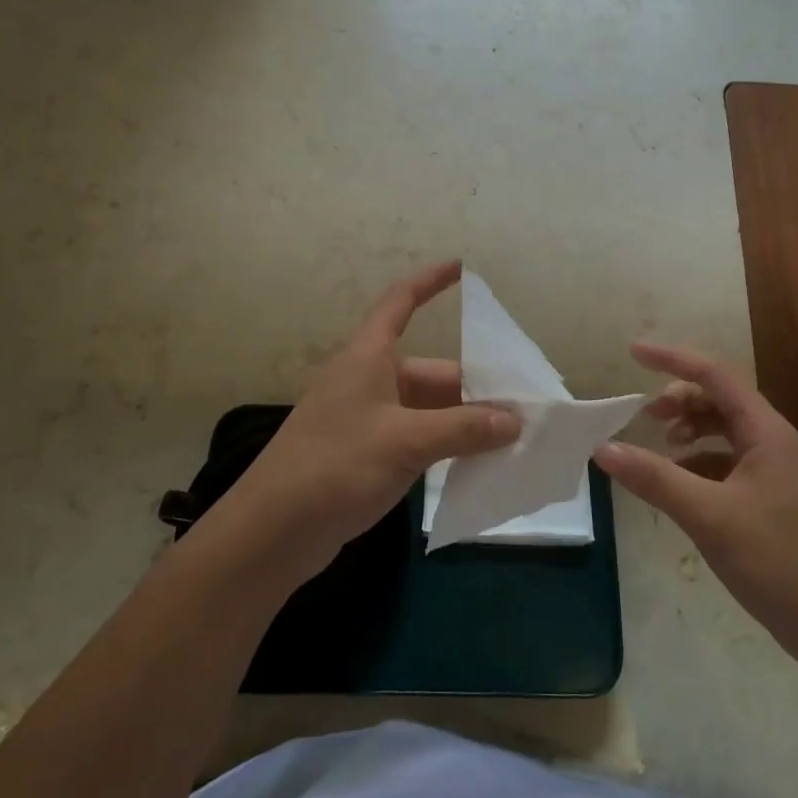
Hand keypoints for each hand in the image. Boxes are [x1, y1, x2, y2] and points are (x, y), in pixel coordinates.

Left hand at [218, 261, 520, 584]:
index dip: (429, 282)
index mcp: (369, 357)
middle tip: (523, 409)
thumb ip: (463, 429)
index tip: (461, 267)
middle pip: (432, 373)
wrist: (274, 529)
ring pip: (429, 410)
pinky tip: (476, 465)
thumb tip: (515, 421)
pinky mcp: (367, 455)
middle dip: (475, 388)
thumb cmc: (336, 464)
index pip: (400, 302)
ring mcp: (368, 419)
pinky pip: (418, 439)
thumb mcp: (406, 440)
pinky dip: (446, 446)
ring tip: (512, 440)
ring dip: (464, 422)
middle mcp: (370, 380)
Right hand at [595, 342, 797, 663]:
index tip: (632, 352)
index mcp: (765, 432)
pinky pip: (727, 463)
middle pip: (719, 400)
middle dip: (679, 398)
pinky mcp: (771, 500)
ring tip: (660, 446)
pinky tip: (679, 485)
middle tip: (645, 416)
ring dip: (690, 429)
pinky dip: (698, 462)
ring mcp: (774, 472)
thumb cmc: (778, 561)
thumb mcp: (708, 516)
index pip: (714, 375)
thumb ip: (654, 479)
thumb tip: (603, 449)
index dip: (672, 359)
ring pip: (724, 432)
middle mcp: (772, 443)